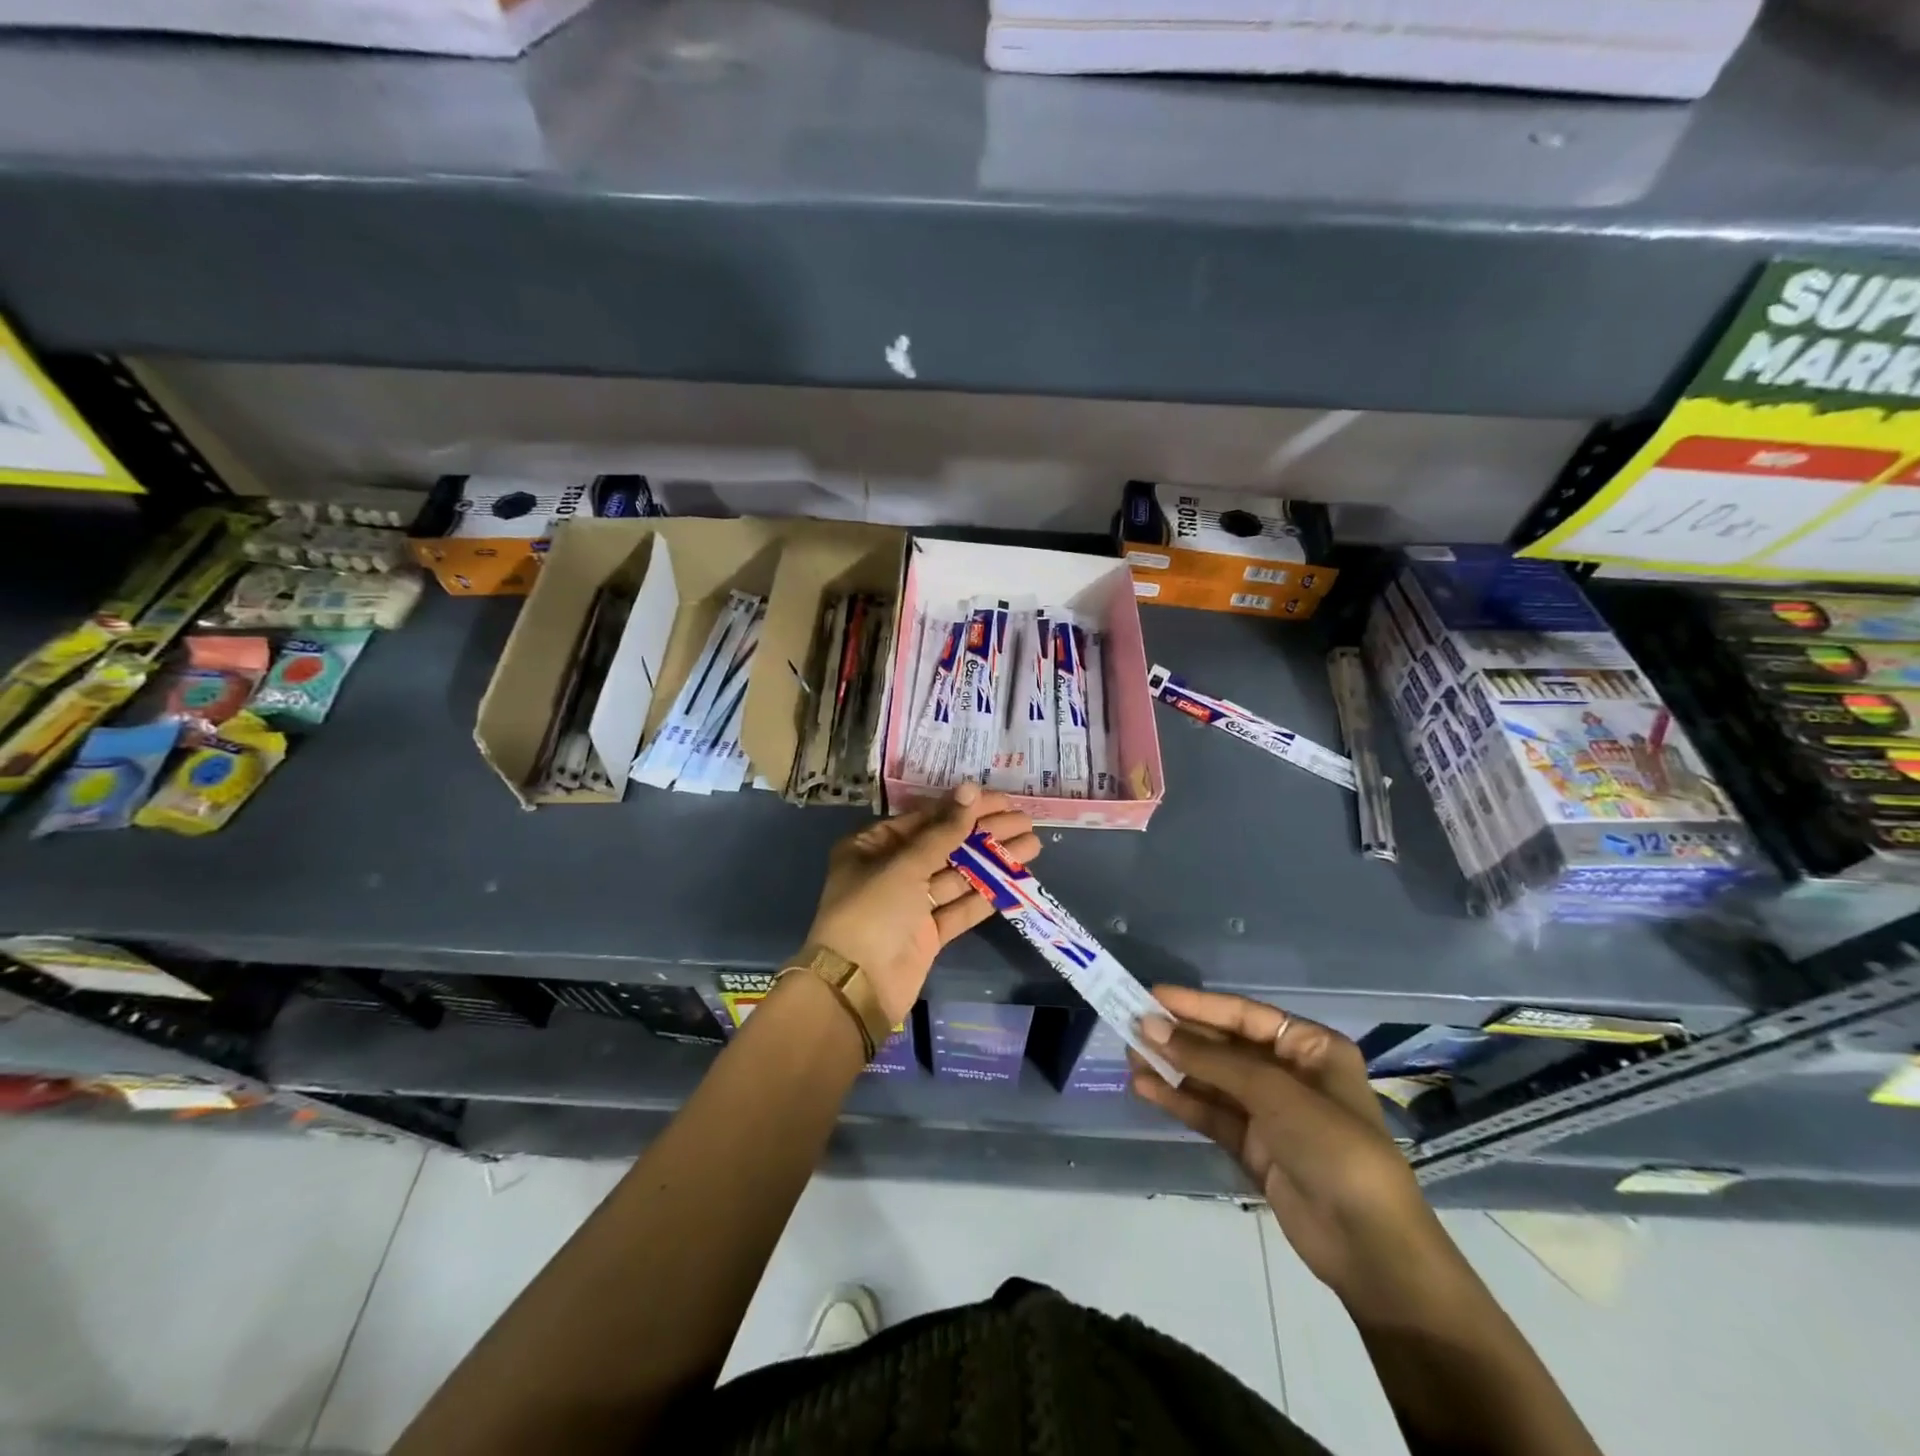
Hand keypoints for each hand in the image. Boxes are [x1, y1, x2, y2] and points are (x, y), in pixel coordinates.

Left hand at [805, 783, 1038, 1022]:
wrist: (856, 986)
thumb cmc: (872, 911)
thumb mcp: (905, 864)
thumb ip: (943, 831)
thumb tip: (969, 789)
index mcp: (872, 847)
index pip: (925, 819)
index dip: (963, 808)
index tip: (1001, 800)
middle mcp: (890, 871)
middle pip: (945, 846)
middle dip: (985, 833)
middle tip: (1025, 821)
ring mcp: (910, 905)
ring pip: (957, 876)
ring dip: (992, 861)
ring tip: (1032, 845)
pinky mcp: (928, 934)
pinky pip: (960, 907)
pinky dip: (986, 895)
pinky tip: (1016, 880)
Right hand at [1131, 987, 1462, 1324]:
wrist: (1369, 1248)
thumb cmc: (1332, 1147)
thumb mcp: (1272, 1092)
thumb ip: (1208, 1059)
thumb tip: (1150, 1026)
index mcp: (1310, 1048)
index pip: (1244, 1015)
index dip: (1198, 1004)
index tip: (1152, 995)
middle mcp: (1289, 1073)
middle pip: (1224, 1046)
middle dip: (1180, 1037)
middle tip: (1131, 1025)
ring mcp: (1271, 1113)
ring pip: (1212, 1080)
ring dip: (1173, 1068)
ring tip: (1130, 1056)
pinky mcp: (1253, 1146)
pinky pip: (1210, 1113)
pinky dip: (1179, 1100)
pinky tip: (1145, 1088)